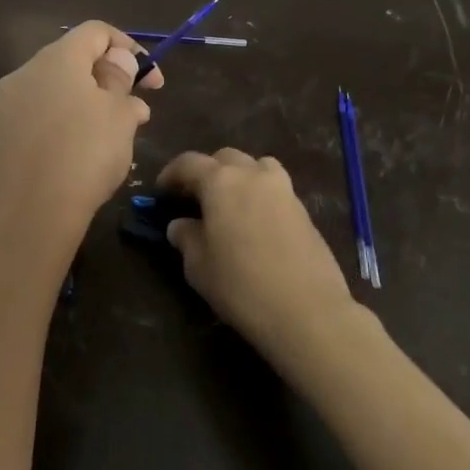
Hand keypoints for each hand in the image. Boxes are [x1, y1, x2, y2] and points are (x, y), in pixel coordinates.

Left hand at [0, 21, 162, 261]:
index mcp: (56, 59)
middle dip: (108, 80)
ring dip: (88, 105)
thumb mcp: (119, 115)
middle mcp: (24, 74)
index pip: (95, 32)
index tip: (151, 80)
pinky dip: (64, 127)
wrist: (25, 218)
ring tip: (113, 139)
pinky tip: (81, 159)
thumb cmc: (83, 155)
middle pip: (73, 61)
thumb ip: (121, 82)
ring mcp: (6, 107)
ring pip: (56, 93)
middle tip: (134, 111)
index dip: (129, 47)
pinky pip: (39, 120)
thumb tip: (118, 65)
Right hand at [157, 149, 357, 363]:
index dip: (171, 174)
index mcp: (221, 181)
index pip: (189, 163)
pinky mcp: (304, 210)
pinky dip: (260, 195)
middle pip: (225, 158)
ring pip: (257, 166)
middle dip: (207, 172)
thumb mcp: (199, 266)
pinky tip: (255, 224)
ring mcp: (283, 190)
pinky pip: (276, 189)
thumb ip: (186, 238)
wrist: (307, 311)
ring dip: (239, 176)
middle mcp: (253, 175)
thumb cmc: (241, 285)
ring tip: (230, 204)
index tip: (161, 192)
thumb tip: (181, 225)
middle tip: (195, 198)